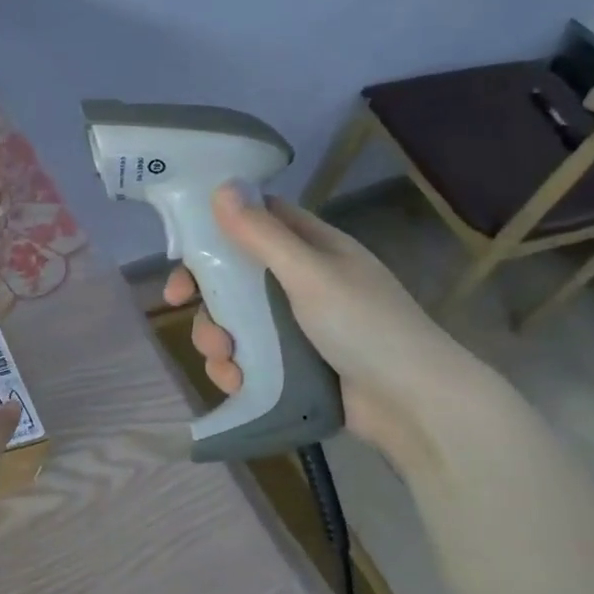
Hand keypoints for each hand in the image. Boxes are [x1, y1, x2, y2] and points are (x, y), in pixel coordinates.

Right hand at [165, 187, 486, 469]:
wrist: (414, 405)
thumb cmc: (365, 326)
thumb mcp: (310, 274)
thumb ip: (262, 235)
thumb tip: (221, 187)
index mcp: (312, 249)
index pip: (256, 221)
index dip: (216, 228)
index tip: (181, 248)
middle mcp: (300, 282)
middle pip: (234, 275)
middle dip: (206, 293)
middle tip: (179, 305)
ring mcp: (295, 326)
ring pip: (234, 320)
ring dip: (216, 337)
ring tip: (224, 359)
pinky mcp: (291, 366)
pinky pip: (247, 358)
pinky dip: (233, 368)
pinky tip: (235, 381)